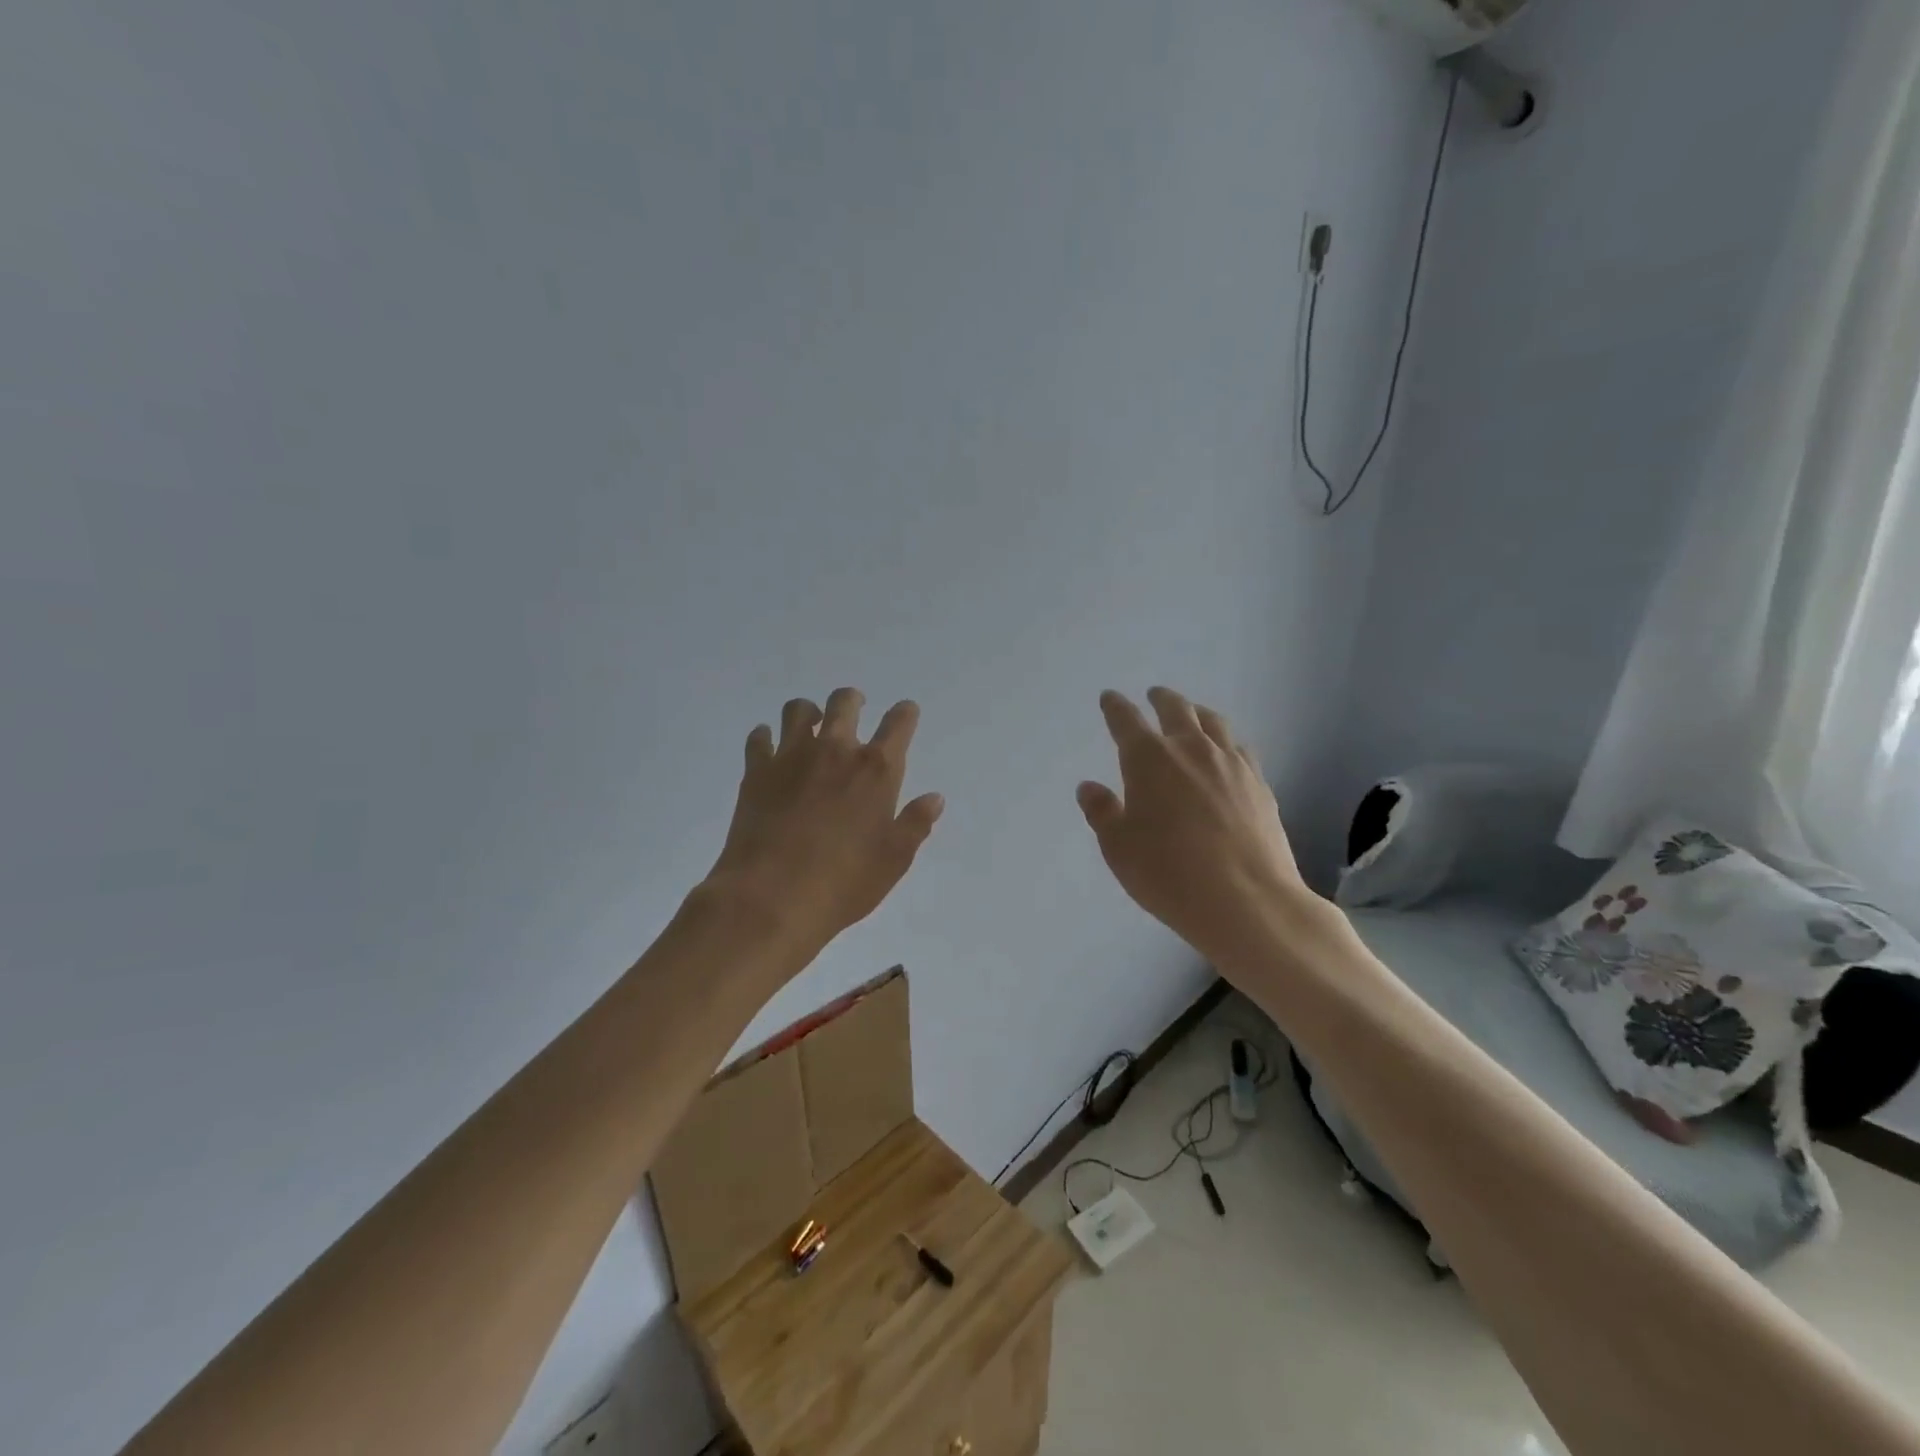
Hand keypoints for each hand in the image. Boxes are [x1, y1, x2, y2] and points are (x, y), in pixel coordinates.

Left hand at [701, 688, 943, 959]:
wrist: (771, 898)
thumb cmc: (844, 883)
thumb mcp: (894, 860)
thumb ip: (915, 824)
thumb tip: (934, 798)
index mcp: (875, 770)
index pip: (898, 724)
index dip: (905, 713)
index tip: (905, 713)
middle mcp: (835, 750)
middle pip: (844, 702)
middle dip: (853, 700)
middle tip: (855, 709)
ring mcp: (791, 756)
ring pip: (798, 710)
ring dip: (809, 712)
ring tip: (811, 726)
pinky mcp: (756, 771)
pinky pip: (759, 738)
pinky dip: (766, 738)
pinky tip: (770, 750)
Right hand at [1077, 687, 1321, 964]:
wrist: (1246, 900)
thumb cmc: (1168, 874)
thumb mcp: (1119, 848)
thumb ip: (1102, 812)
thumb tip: (1089, 787)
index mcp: (1149, 759)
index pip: (1126, 721)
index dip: (1115, 707)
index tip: (1109, 698)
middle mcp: (1191, 749)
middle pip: (1176, 709)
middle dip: (1161, 699)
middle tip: (1154, 695)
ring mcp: (1230, 763)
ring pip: (1213, 722)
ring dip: (1197, 712)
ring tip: (1192, 713)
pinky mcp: (1259, 783)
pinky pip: (1239, 747)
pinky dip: (1225, 740)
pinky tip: (1226, 751)